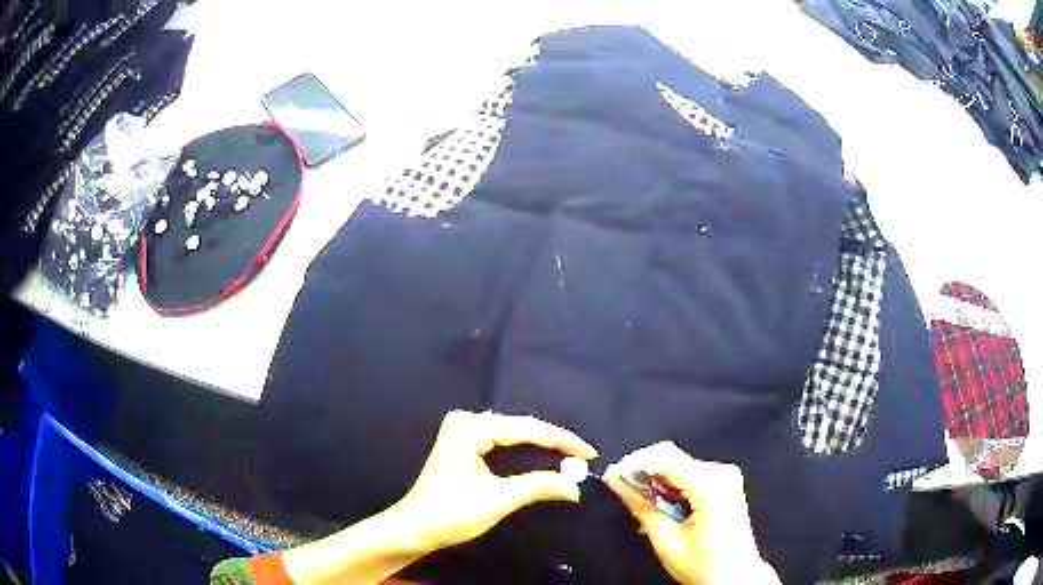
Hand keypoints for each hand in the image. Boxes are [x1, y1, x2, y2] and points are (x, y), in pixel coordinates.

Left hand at [392, 410, 597, 551]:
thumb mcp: (499, 500)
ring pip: (513, 433)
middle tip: (584, 457)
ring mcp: (462, 431)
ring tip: (571, 456)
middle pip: (520, 427)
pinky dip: (524, 450)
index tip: (589, 453)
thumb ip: (538, 486)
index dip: (561, 440)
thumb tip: (575, 486)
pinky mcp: (463, 443)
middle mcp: (466, 421)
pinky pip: (502, 441)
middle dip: (553, 442)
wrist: (415, 528)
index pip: (526, 429)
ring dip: (541, 445)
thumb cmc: (452, 513)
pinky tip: (543, 456)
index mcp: (470, 428)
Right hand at [603, 442, 779, 584]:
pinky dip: (672, 489)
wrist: (736, 577)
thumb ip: (641, 507)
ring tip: (646, 511)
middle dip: (645, 476)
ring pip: (678, 467)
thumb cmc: (705, 565)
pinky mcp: (725, 483)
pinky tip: (664, 510)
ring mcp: (726, 476)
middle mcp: (721, 473)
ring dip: (657, 485)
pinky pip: (690, 475)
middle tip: (627, 498)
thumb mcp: (666, 541)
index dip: (635, 465)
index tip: (613, 478)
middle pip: (672, 459)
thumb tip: (617, 482)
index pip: (665, 457)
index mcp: (710, 485)